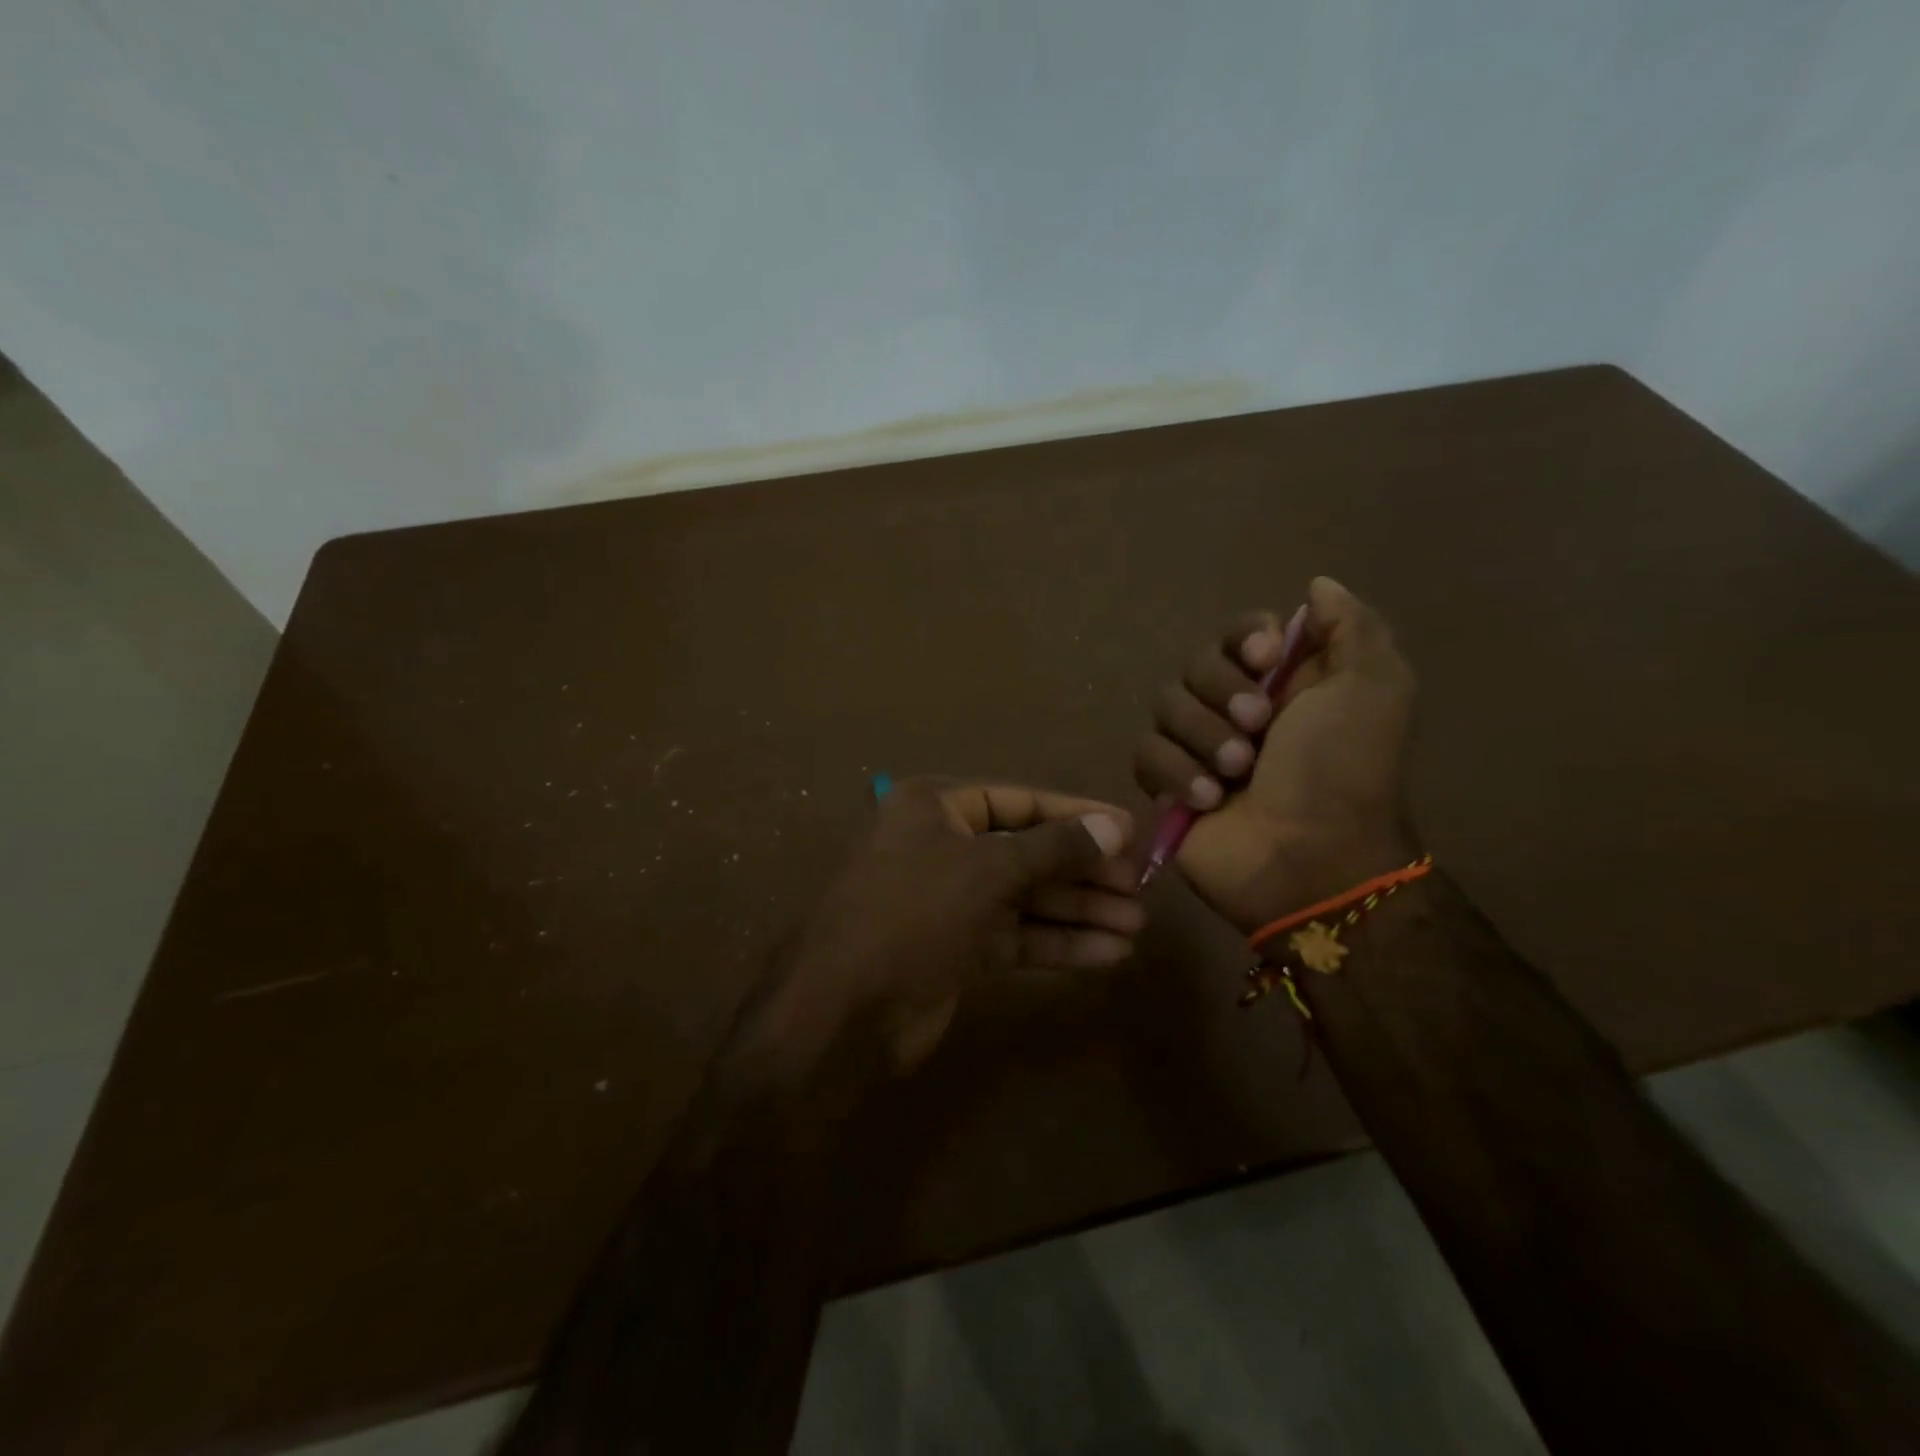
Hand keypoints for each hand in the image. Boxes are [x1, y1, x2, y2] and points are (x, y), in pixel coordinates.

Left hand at [774, 779, 1138, 1074]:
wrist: (844, 1011)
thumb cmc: (914, 914)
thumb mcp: (988, 870)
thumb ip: (1054, 848)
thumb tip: (1115, 825)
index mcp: (936, 807)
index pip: (1020, 801)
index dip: (1076, 814)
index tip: (1130, 830)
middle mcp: (943, 845)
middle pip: (1028, 852)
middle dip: (1084, 872)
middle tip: (1141, 888)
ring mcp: (950, 900)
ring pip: (1027, 898)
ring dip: (1079, 911)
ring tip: (1136, 925)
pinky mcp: (958, 947)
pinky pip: (1018, 937)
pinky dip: (1059, 944)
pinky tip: (1108, 954)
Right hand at [1133, 577, 1417, 932]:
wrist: (1310, 860)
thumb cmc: (1345, 772)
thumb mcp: (1374, 689)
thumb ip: (1352, 627)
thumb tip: (1317, 585)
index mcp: (1285, 682)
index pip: (1240, 632)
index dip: (1244, 638)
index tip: (1266, 657)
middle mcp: (1237, 708)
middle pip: (1196, 665)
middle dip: (1223, 694)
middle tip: (1258, 728)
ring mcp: (1198, 748)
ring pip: (1165, 707)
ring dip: (1203, 738)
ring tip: (1236, 773)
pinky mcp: (1167, 785)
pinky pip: (1145, 754)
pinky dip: (1176, 773)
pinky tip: (1208, 800)